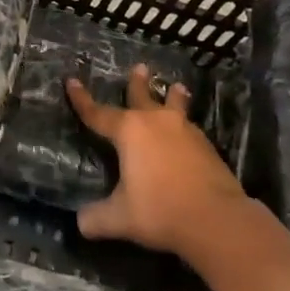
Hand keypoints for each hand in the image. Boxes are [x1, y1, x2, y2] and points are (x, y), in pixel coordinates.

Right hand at [67, 66, 273, 264]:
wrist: (217, 220)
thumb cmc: (160, 211)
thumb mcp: (118, 218)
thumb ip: (95, 218)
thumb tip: (81, 223)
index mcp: (129, 131)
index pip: (98, 113)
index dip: (82, 100)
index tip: (72, 81)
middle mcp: (156, 123)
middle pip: (143, 97)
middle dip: (137, 83)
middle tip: (140, 67)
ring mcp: (186, 132)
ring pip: (174, 107)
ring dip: (172, 97)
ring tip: (176, 87)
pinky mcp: (207, 147)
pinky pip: (189, 128)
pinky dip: (184, 125)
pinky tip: (187, 131)